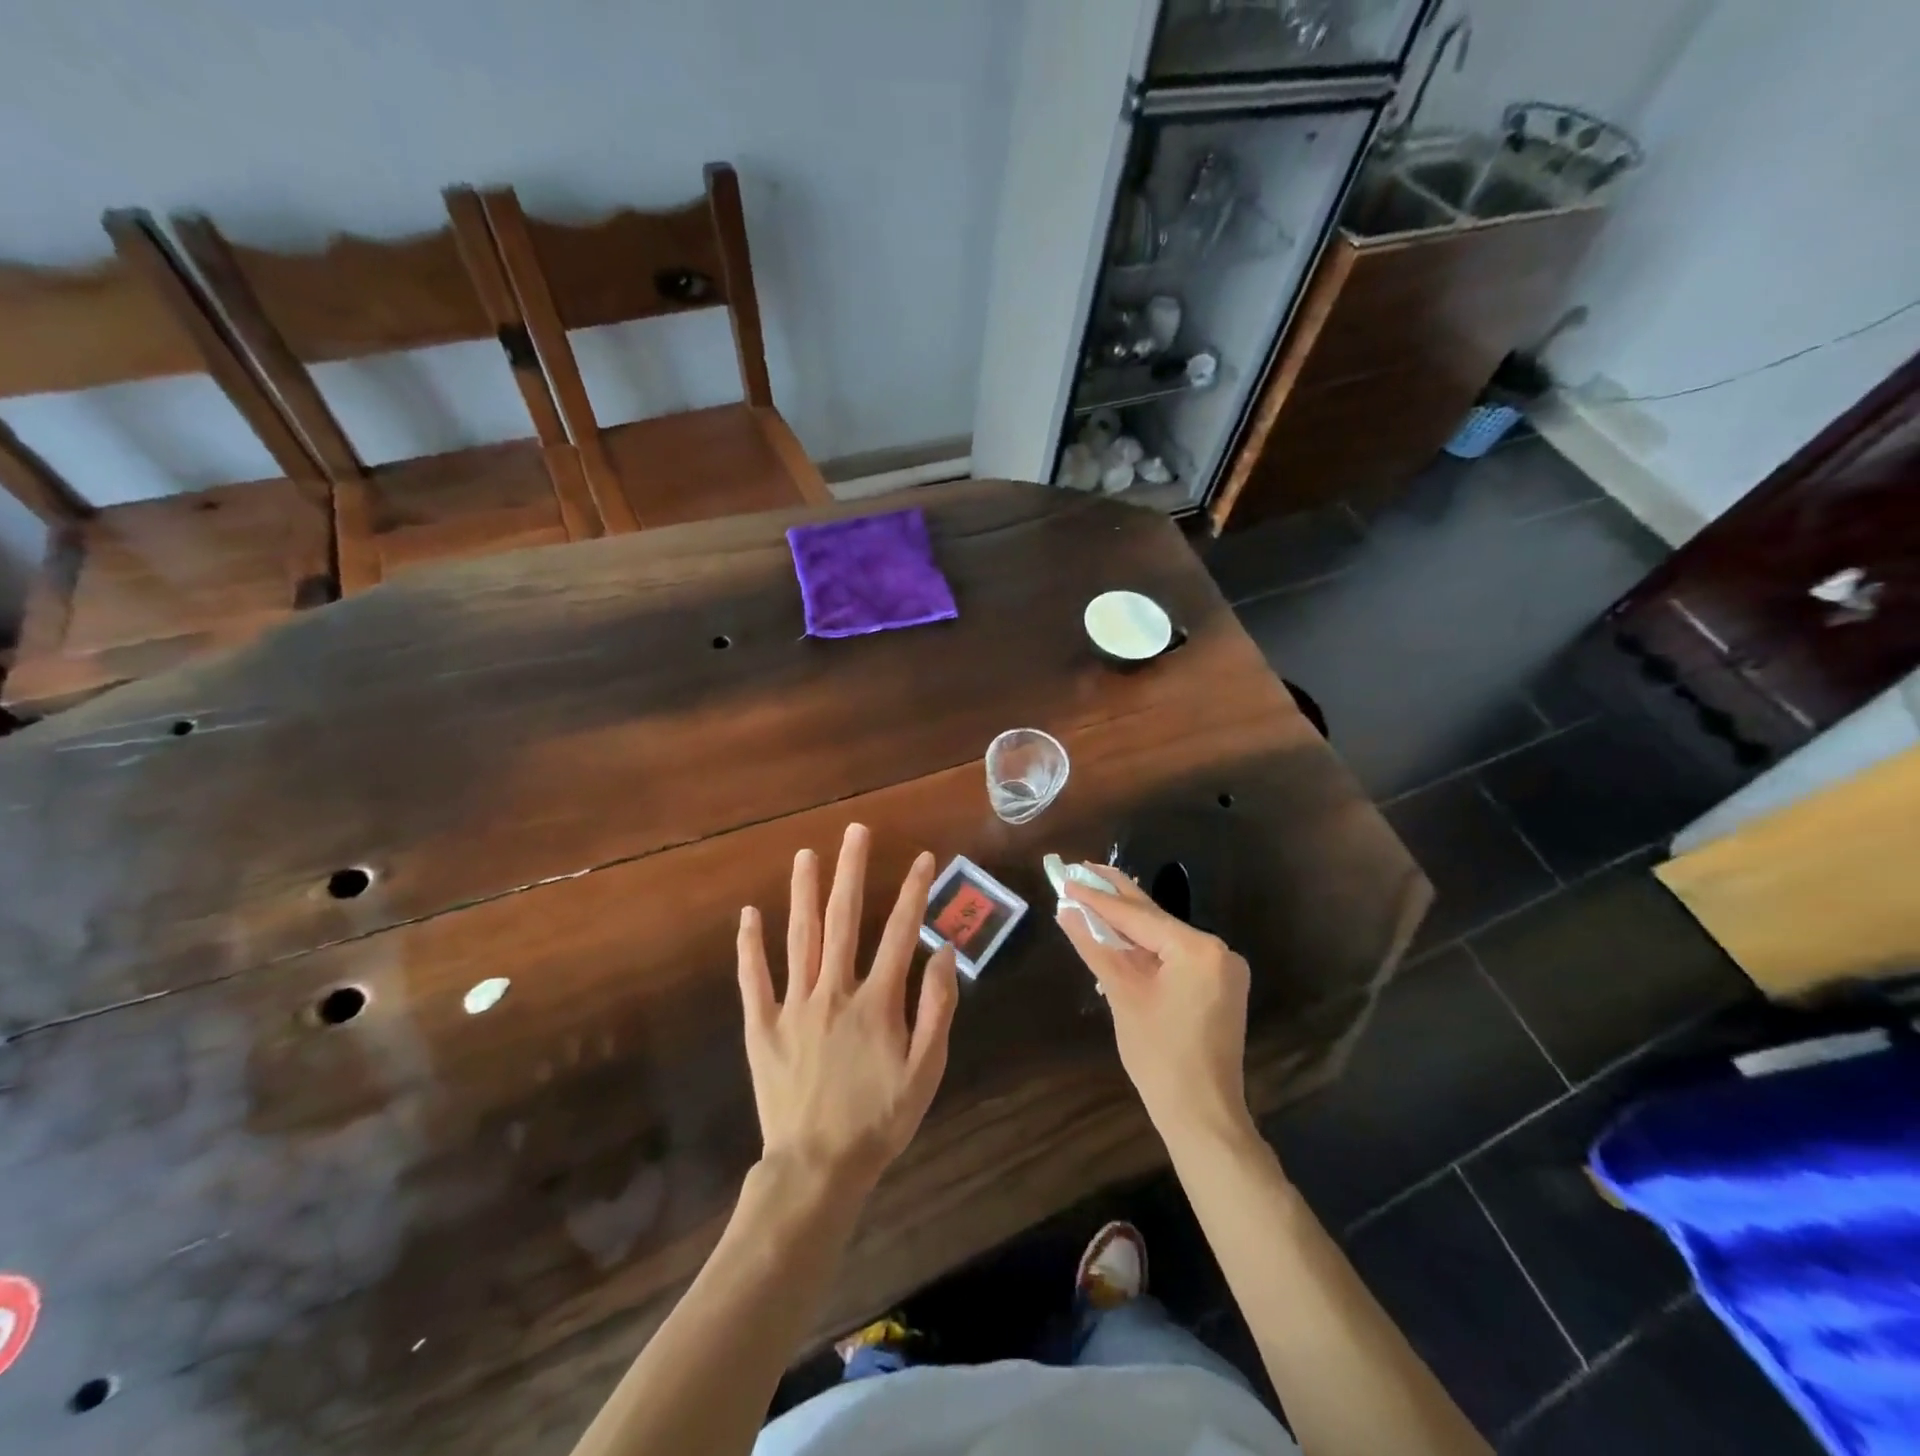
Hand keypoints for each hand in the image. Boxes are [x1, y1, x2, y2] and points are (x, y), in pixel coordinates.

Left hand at [737, 823, 959, 1197]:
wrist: (817, 1168)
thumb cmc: (879, 1121)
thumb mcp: (926, 1072)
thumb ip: (937, 1010)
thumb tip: (944, 952)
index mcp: (876, 1001)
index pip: (900, 933)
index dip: (913, 892)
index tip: (923, 858)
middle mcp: (833, 991)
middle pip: (843, 920)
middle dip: (851, 871)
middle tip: (854, 830)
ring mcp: (793, 1006)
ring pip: (799, 937)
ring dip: (803, 892)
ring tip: (806, 854)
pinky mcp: (762, 1026)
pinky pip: (754, 979)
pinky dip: (750, 946)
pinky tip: (748, 914)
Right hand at [1058, 867, 1252, 1147]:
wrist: (1202, 1116)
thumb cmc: (1158, 1056)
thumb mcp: (1122, 995)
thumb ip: (1096, 946)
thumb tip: (1067, 911)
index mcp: (1197, 948)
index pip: (1137, 915)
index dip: (1098, 898)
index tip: (1066, 877)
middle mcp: (1217, 949)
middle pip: (1155, 918)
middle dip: (1116, 896)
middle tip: (1081, 868)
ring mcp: (1221, 968)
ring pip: (1164, 936)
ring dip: (1129, 921)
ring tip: (1093, 893)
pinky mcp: (1219, 986)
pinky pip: (1176, 955)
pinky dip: (1147, 946)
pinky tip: (1120, 933)